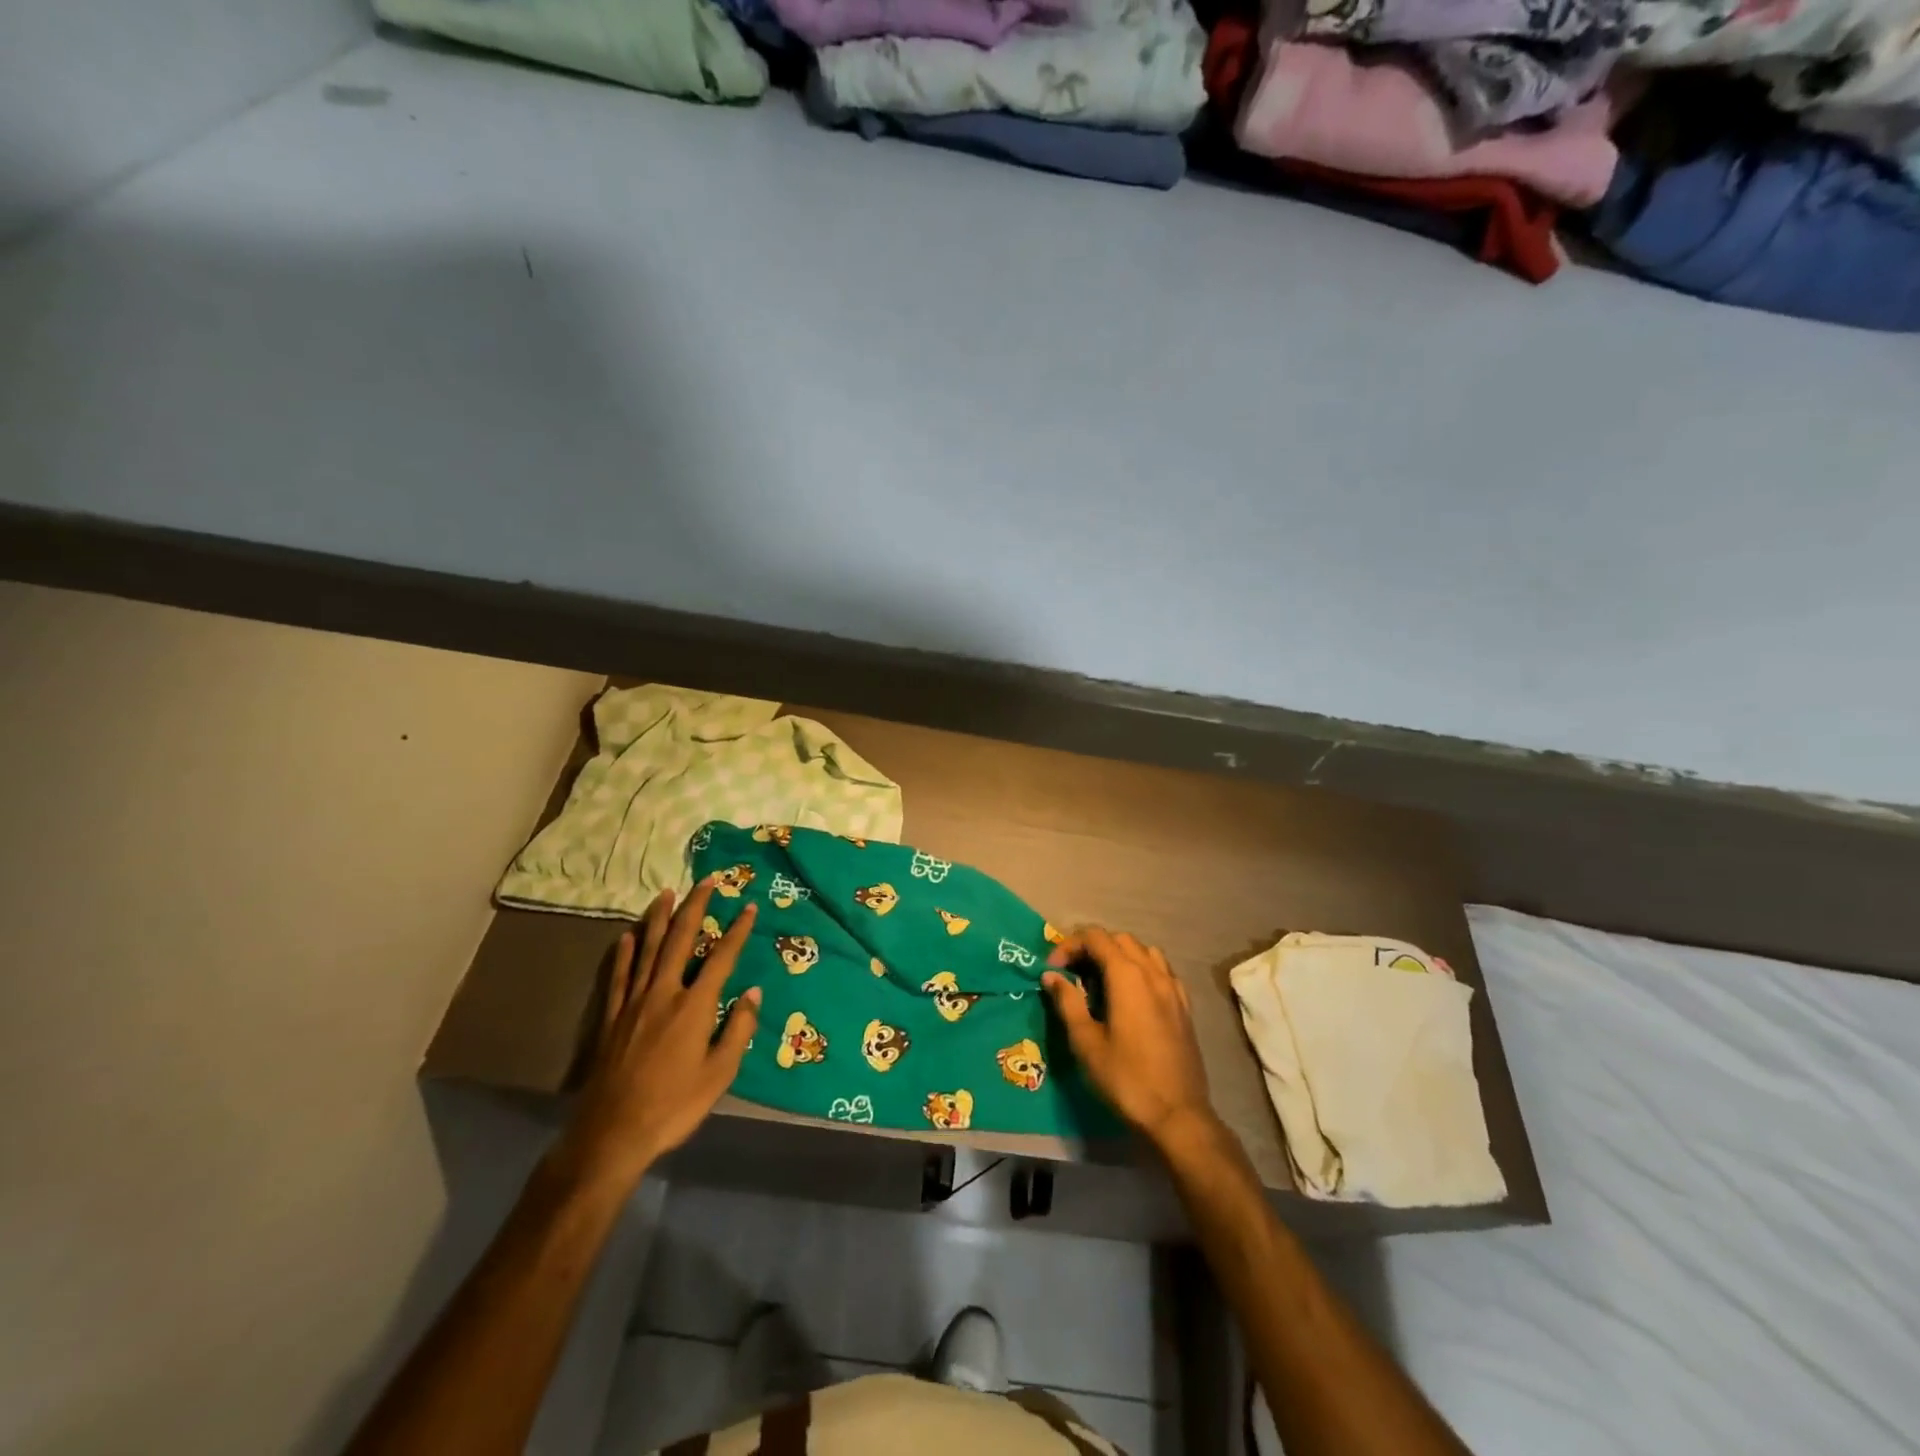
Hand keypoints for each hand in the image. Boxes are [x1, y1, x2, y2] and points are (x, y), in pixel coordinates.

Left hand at [548, 883, 760, 1193]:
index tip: (749, 907)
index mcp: (694, 1006)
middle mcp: (664, 993)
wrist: (612, 1134)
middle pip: (680, 940)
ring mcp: (633, 1003)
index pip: (721, 958)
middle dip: (695, 907)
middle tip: (706, 881)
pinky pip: (618, 976)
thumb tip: (754, 993)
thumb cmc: (674, 1106)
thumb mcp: (719, 1074)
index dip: (738, 931)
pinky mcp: (611, 1018)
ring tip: (666, 893)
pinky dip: (623, 953)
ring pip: (647, 949)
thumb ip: (738, 1029)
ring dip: (658, 918)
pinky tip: (626, 936)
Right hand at [1043, 926, 1219, 1152]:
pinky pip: (1161, 971)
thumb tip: (1052, 976)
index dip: (1069, 945)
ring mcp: (1173, 988)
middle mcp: (1153, 972)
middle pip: (1119, 939)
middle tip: (1072, 973)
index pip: (1095, 937)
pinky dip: (1141, 970)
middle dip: (1092, 947)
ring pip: (1144, 951)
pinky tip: (1132, 996)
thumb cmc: (1126, 1078)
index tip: (1053, 969)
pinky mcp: (1184, 1006)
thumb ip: (1068, 1002)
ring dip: (1119, 955)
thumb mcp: (1086, 1042)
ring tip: (1101, 981)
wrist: (1178, 1115)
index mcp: (1127, 976)